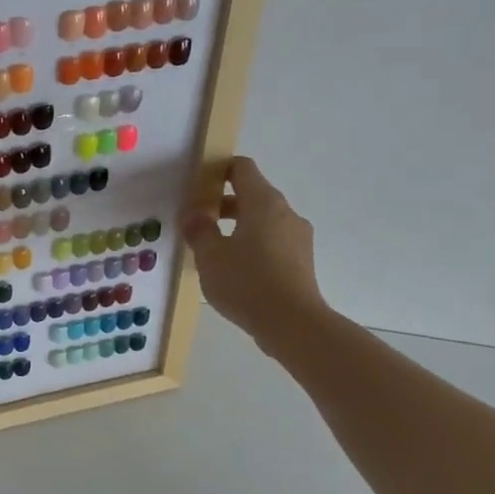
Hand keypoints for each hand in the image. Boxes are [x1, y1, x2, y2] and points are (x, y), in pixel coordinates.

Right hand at [181, 157, 333, 353]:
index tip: (197, 186)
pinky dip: (252, 246)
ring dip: (238, 227)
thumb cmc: (247, 282)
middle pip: (253, 195)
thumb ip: (199, 230)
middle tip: (197, 222)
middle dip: (223, 203)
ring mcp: (298, 237)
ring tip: (213, 250)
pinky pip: (272, 242)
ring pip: (263, 221)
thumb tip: (193, 214)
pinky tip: (235, 271)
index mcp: (263, 203)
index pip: (242, 168)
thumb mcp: (210, 256)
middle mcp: (285, 213)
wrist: (293, 324)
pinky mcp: (301, 261)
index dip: (219, 170)